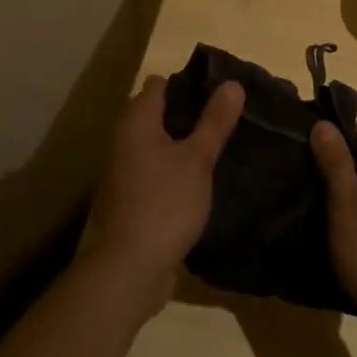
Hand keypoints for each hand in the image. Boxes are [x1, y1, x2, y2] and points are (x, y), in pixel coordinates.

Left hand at [77, 76, 243, 315]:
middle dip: (193, 115)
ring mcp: (124, 172)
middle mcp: (124, 140)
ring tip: (224, 147)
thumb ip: (215, 122)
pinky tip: (204, 181)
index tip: (223, 92)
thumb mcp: (197, 161)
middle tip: (230, 119)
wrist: (124, 272)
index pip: (162, 84)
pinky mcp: (131, 199)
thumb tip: (233, 84)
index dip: (191, 84)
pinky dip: (177, 171)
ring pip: (160, 145)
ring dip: (186, 145)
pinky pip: (158, 172)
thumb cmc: (162, 205)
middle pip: (160, 114)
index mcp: (136, 122)